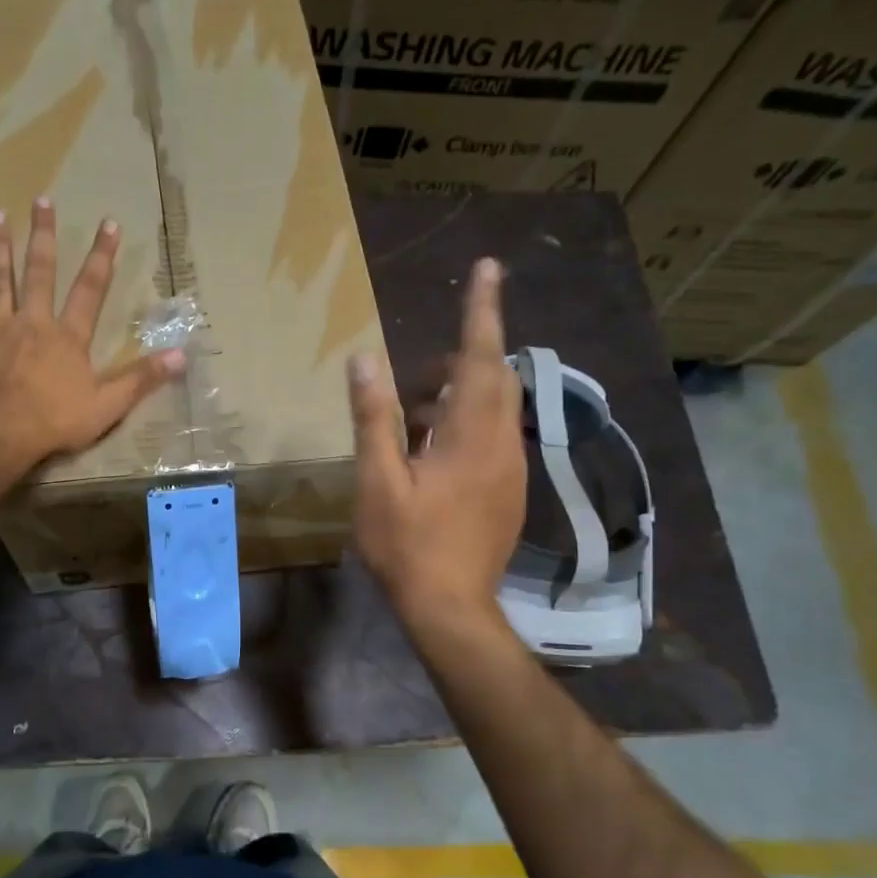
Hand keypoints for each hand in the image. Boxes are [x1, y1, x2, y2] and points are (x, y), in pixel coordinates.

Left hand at [0, 198, 183, 488]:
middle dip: (44, 235)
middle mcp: (32, 320)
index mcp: (67, 336)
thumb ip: (142, 379)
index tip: (109, 224)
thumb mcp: (107, 406)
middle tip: (42, 201)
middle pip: (39, 271)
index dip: (102, 256)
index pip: (90, 289)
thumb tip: (183, 355)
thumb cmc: (53, 422)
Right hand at [348, 257, 524, 623]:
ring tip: (411, 422)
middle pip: (493, 380)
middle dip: (460, 361)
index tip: (488, 268)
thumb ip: (373, 418)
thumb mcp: (378, 481)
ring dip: (456, 400)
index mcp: (472, 435)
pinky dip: (463, 429)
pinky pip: (492, 440)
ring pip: (492, 412)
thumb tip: (365, 358)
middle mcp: (502, 444)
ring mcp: (511, 471)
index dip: (482, 310)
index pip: (481, 357)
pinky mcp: (509, 493)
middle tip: (415, 380)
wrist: (450, 609)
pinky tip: (429, 457)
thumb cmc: (407, 545)